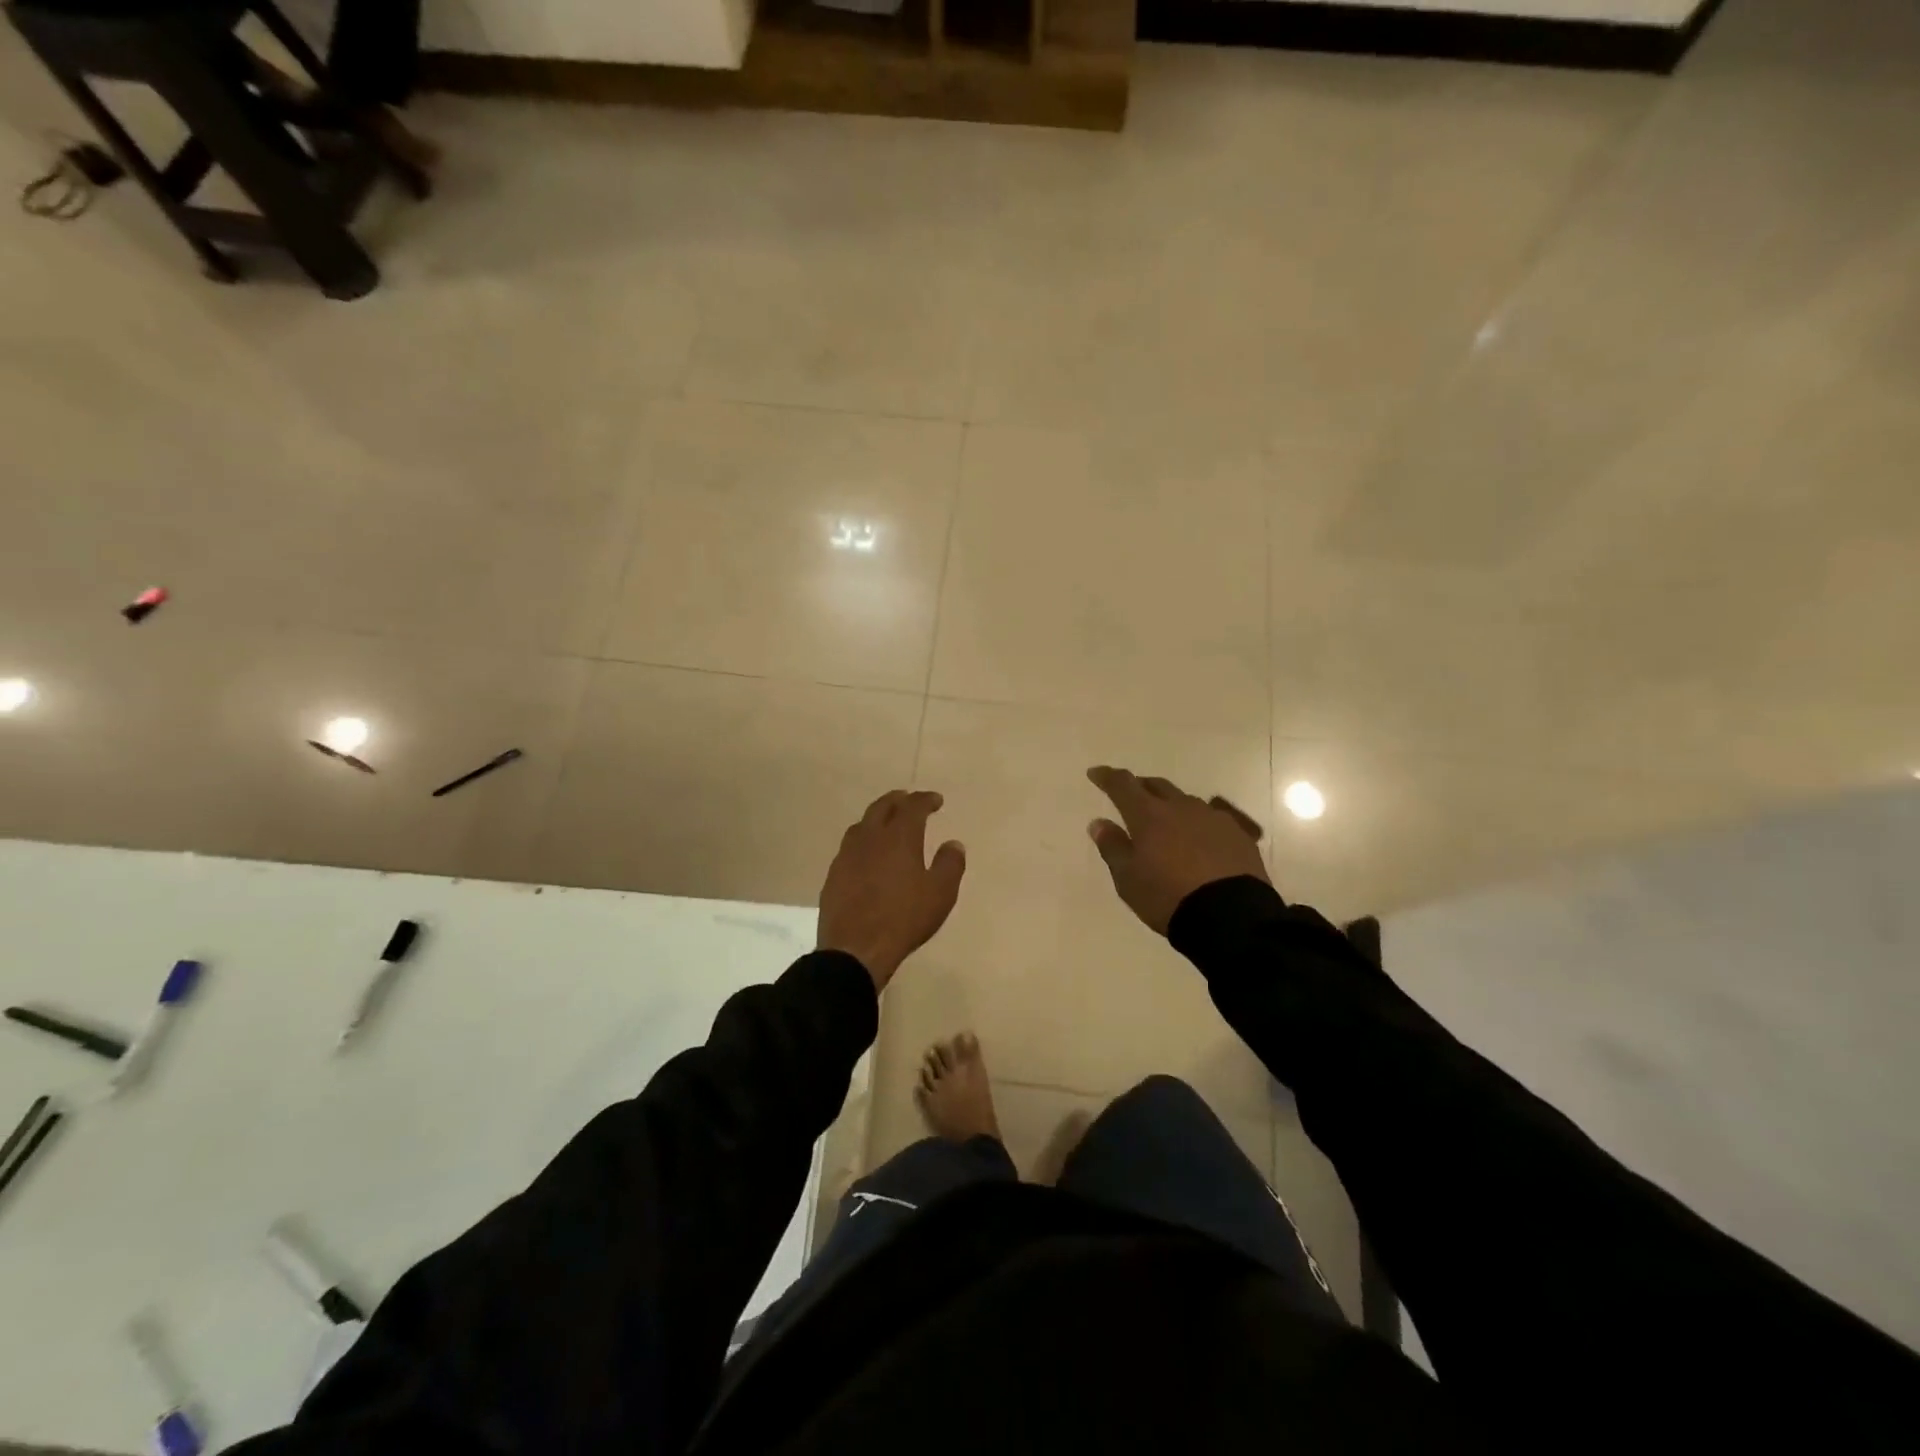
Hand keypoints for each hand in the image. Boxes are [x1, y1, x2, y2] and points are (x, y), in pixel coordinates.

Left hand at [818, 790, 965, 990]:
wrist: (855, 948)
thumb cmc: (904, 918)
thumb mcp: (940, 894)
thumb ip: (950, 864)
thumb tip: (953, 844)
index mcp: (899, 837)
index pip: (913, 806)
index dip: (925, 799)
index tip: (936, 801)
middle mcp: (870, 838)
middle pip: (882, 807)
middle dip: (898, 800)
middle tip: (908, 800)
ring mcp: (847, 855)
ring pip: (862, 825)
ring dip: (877, 818)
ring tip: (886, 824)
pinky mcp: (834, 875)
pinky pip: (849, 847)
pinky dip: (863, 841)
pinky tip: (866, 854)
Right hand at [1087, 767, 1268, 935]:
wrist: (1231, 917)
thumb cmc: (1168, 897)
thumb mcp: (1128, 879)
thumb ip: (1112, 847)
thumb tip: (1099, 823)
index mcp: (1149, 815)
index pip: (1123, 785)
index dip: (1107, 777)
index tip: (1096, 773)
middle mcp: (1181, 807)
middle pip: (1157, 786)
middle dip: (1141, 787)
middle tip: (1132, 796)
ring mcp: (1213, 818)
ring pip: (1186, 801)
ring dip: (1171, 806)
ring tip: (1167, 822)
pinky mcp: (1239, 834)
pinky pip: (1213, 819)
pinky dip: (1199, 824)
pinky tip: (1201, 840)